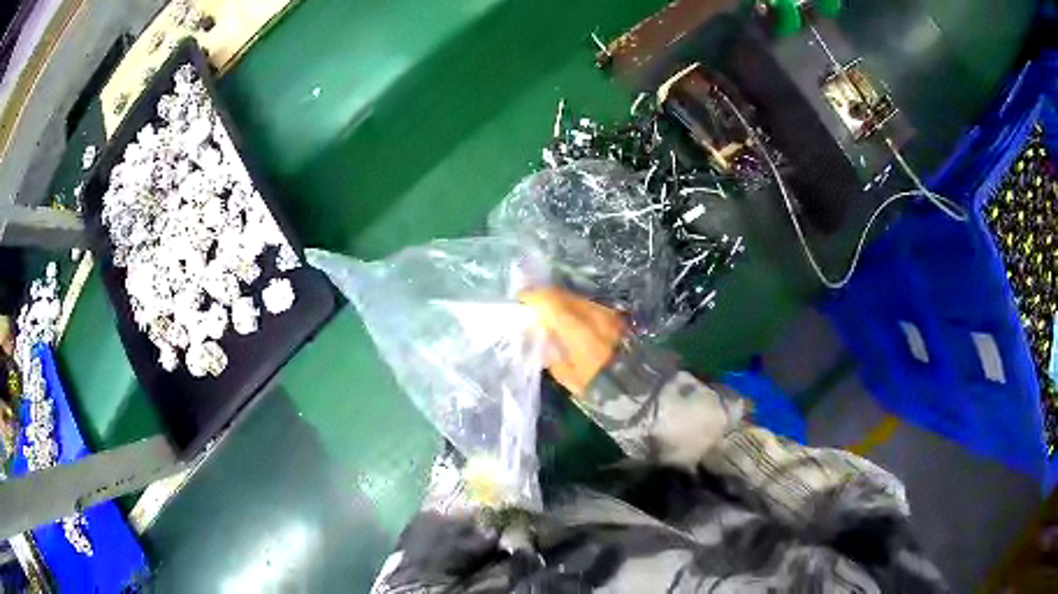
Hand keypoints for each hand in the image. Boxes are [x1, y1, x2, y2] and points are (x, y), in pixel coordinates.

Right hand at [520, 287, 626, 396]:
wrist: (635, 387)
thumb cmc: (596, 389)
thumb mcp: (566, 375)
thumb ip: (550, 349)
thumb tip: (539, 331)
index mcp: (583, 335)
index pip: (553, 303)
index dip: (534, 297)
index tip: (521, 301)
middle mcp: (598, 318)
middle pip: (565, 296)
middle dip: (545, 298)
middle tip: (532, 307)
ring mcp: (609, 315)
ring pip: (577, 298)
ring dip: (561, 302)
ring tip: (550, 314)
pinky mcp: (616, 316)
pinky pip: (589, 305)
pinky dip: (575, 308)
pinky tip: (570, 319)